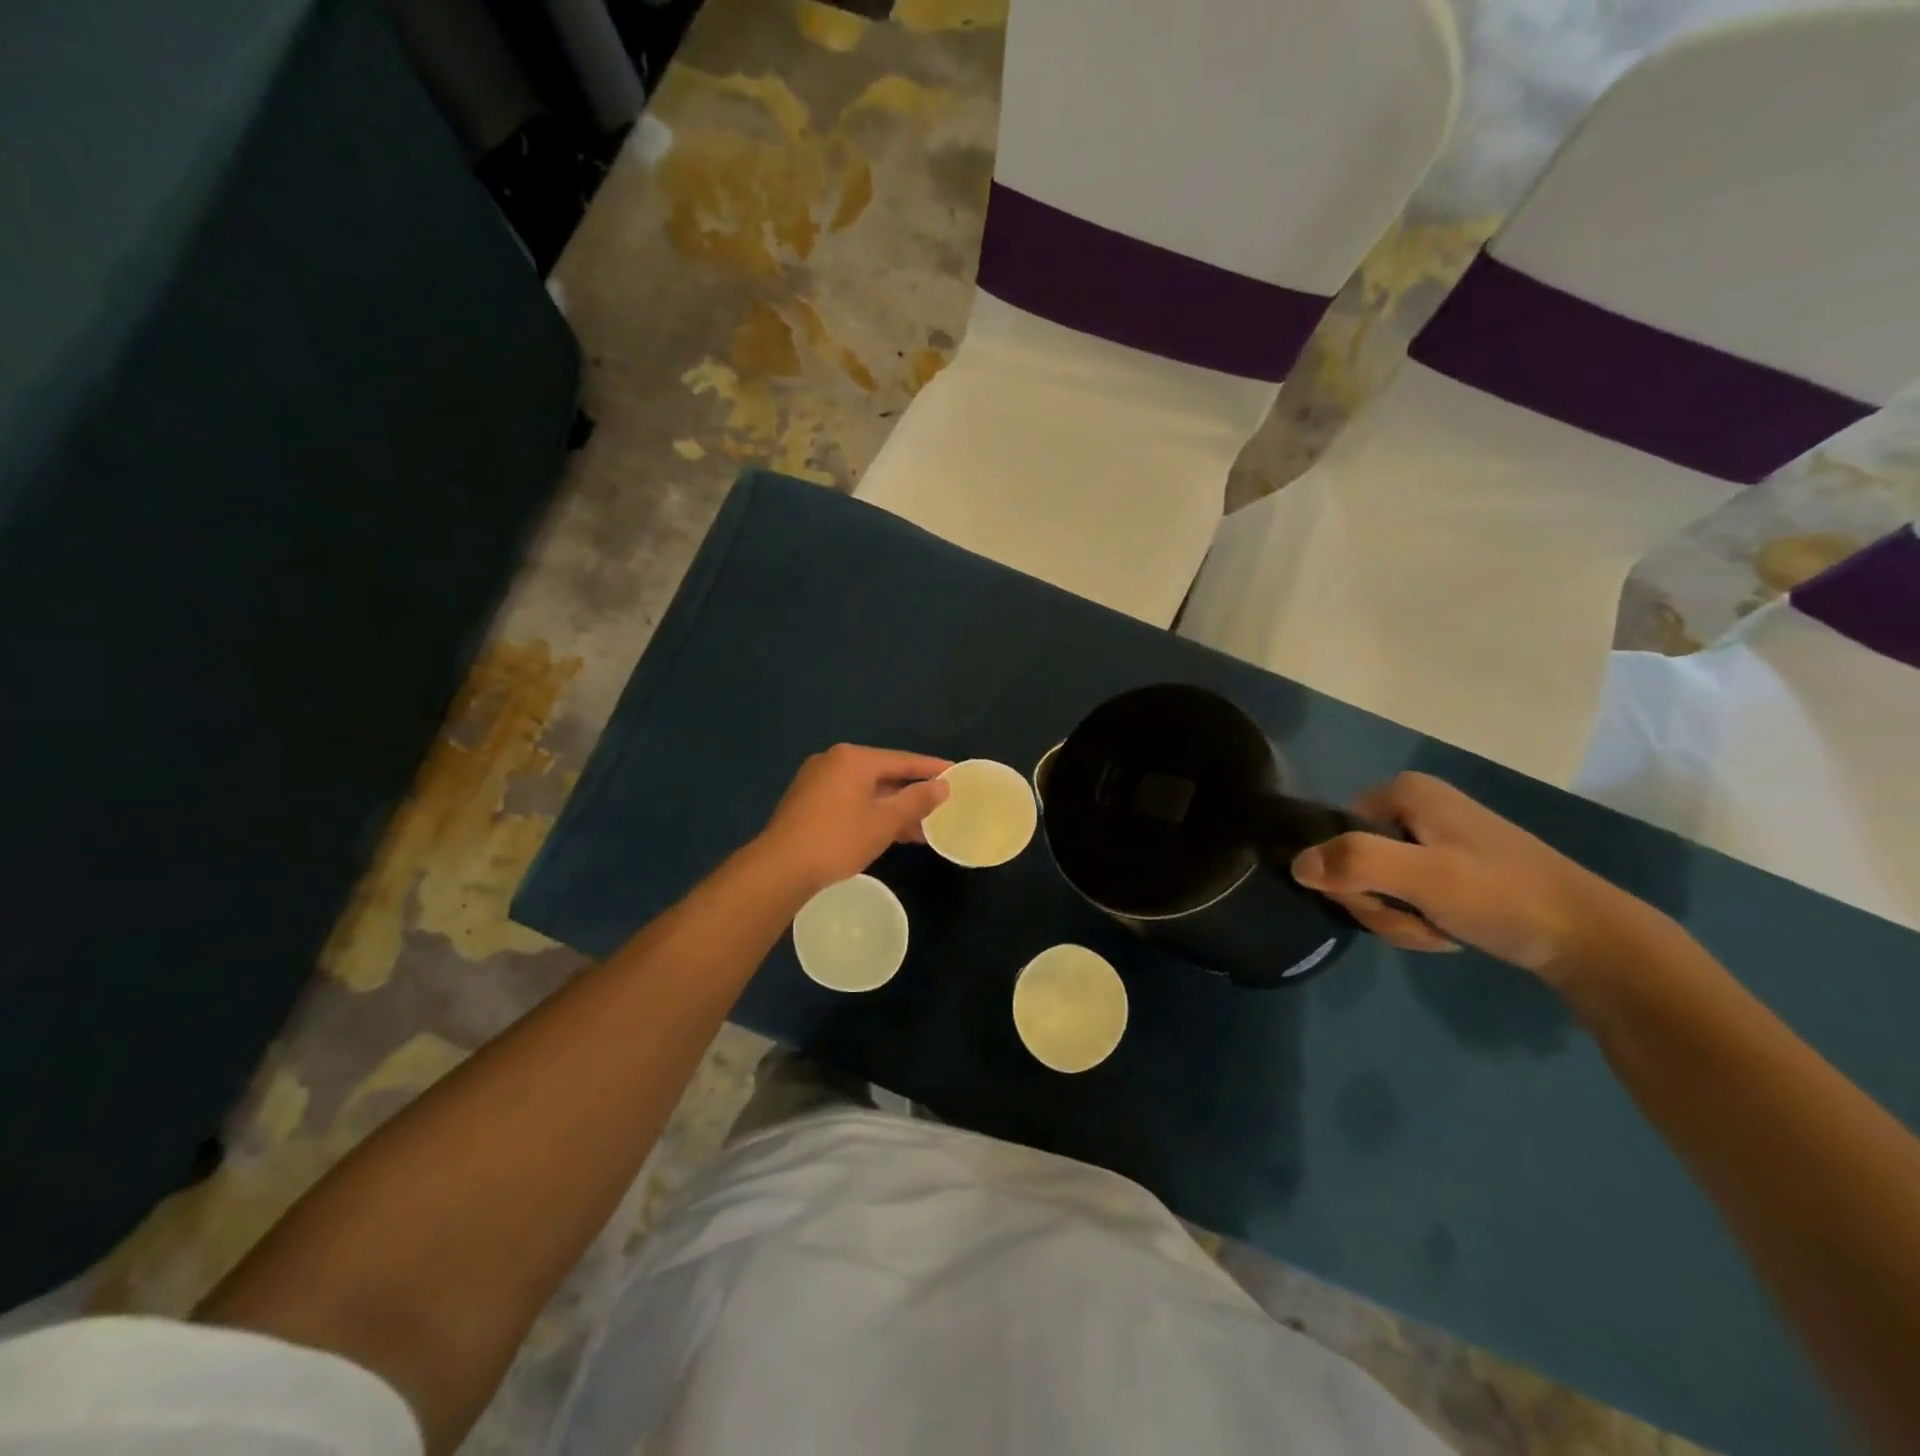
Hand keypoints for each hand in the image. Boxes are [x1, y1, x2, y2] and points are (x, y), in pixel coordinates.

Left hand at [756, 744, 951, 893]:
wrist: (780, 869)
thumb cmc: (837, 839)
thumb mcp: (884, 821)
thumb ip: (916, 801)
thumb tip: (942, 786)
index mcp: (853, 759)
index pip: (902, 760)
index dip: (931, 769)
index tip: (956, 774)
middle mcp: (833, 762)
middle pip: (883, 774)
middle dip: (912, 793)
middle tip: (941, 805)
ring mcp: (817, 782)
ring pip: (866, 791)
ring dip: (893, 808)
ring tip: (921, 829)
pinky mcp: (807, 803)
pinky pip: (850, 801)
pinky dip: (871, 813)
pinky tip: (888, 833)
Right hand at [1289, 772, 1669, 980]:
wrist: (1591, 939)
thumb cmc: (1503, 896)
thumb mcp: (1425, 878)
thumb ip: (1357, 863)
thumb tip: (1295, 863)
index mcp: (1403, 792)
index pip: (1333, 835)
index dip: (1350, 876)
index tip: (1390, 901)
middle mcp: (1412, 805)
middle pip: (1353, 861)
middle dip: (1378, 904)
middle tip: (1420, 920)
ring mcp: (1431, 836)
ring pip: (1376, 884)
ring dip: (1398, 918)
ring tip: (1441, 929)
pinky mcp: (1449, 866)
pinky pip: (1404, 893)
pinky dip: (1418, 920)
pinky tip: (1448, 931)